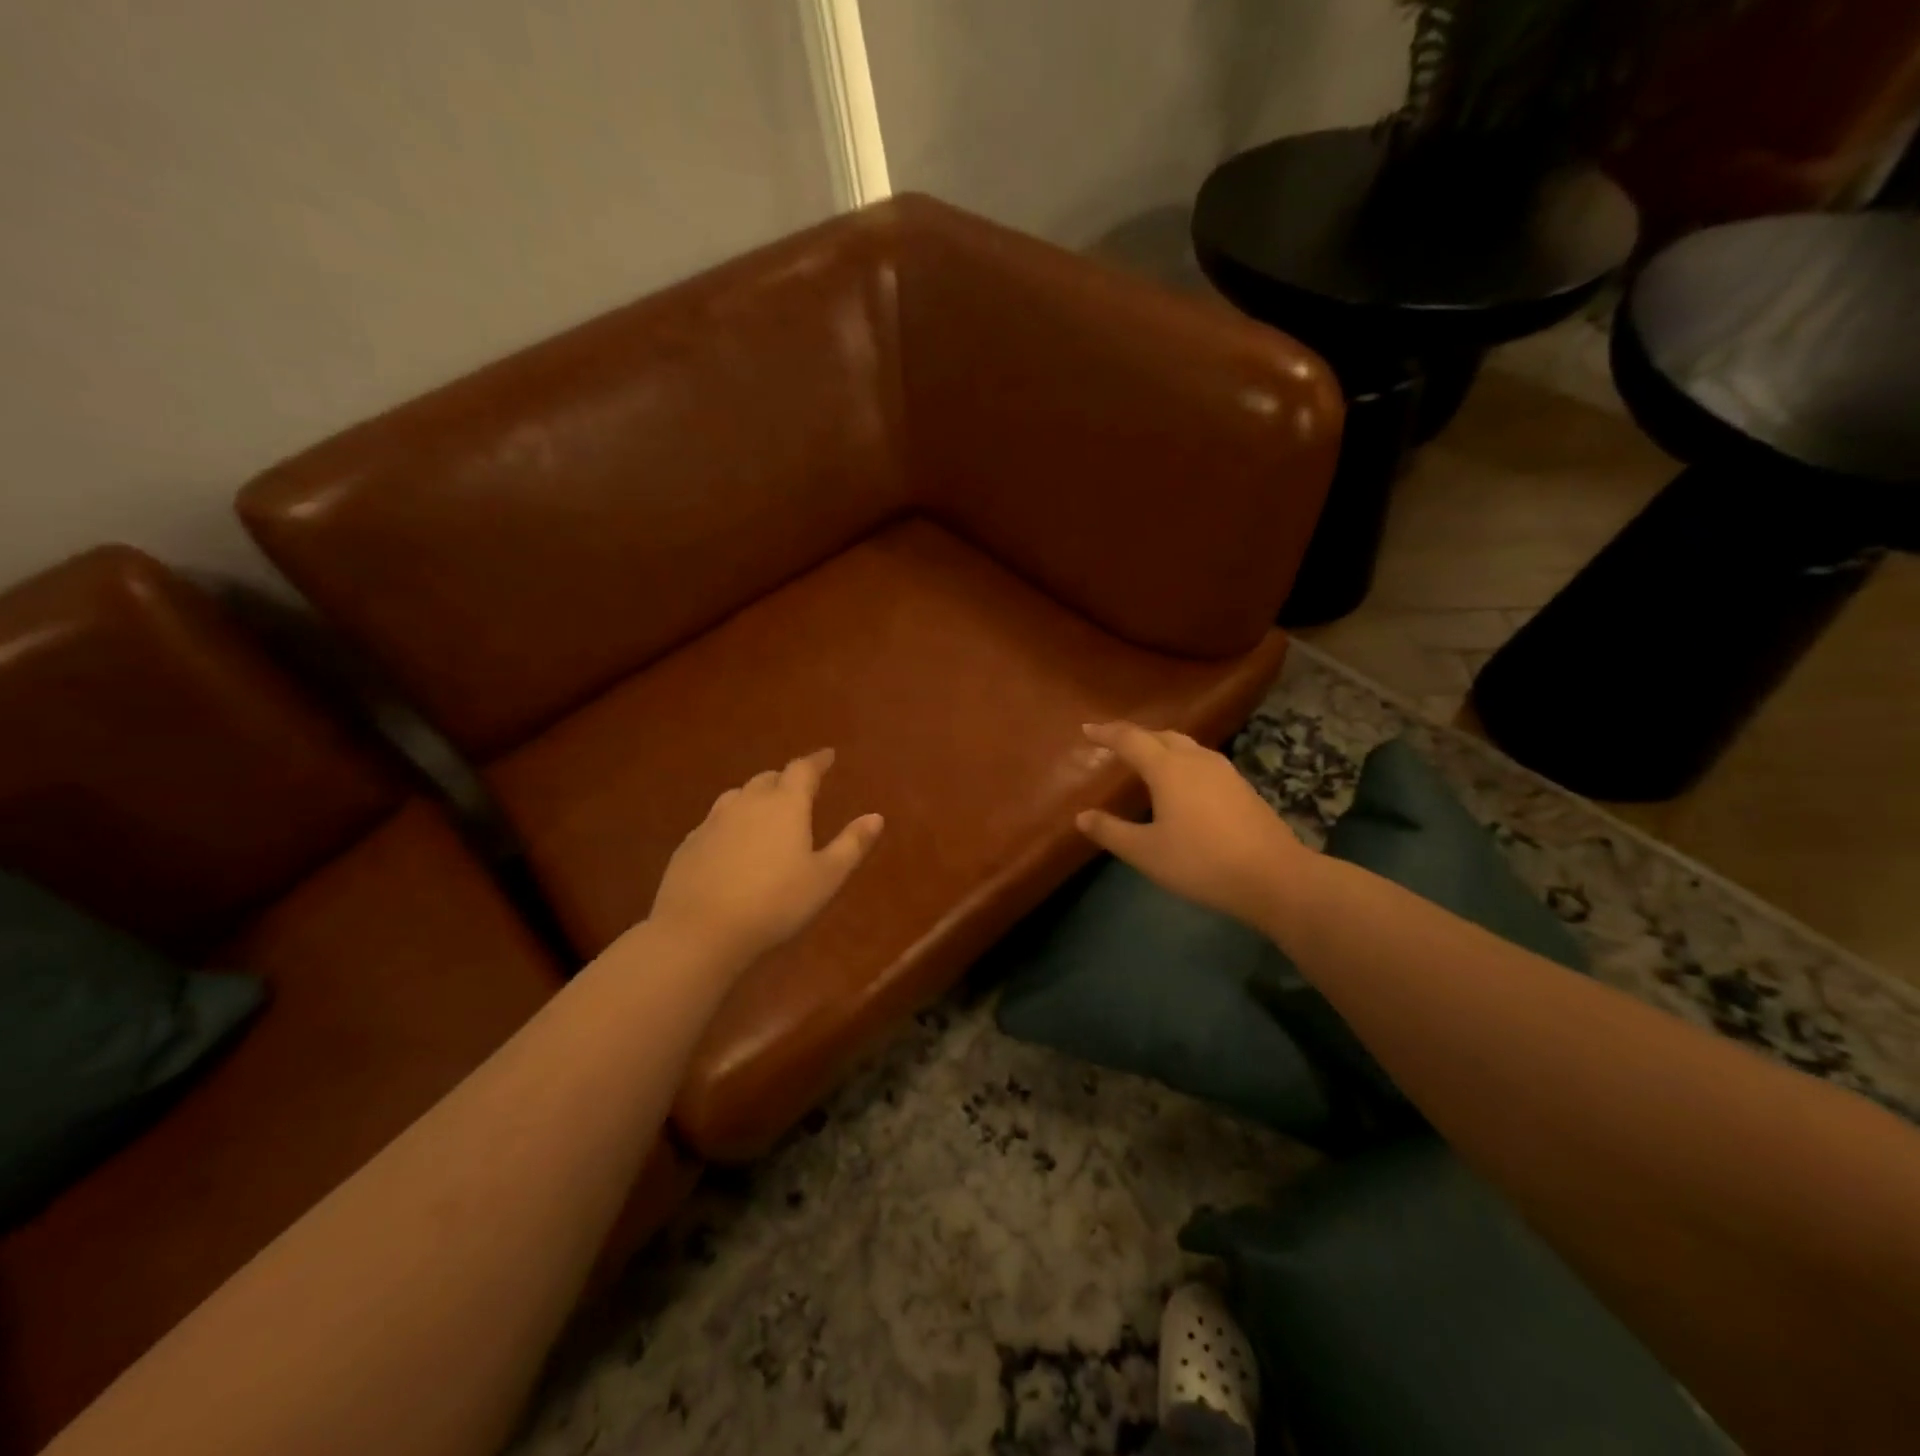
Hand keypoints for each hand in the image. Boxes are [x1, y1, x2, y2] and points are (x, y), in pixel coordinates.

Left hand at [649, 749, 882, 963]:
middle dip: (786, 779)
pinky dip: (731, 823)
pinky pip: (715, 821)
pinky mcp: (689, 843)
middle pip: (768, 779)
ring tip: (766, 812)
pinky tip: (732, 844)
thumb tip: (876, 816)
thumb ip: (851, 844)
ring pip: (738, 796)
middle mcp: (748, 802)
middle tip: (799, 789)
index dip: (817, 761)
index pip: (803, 769)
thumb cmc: (775, 902)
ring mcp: (713, 821)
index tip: (828, 755)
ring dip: (756, 798)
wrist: (699, 930)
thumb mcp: (825, 877)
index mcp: (785, 804)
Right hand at [1075, 722, 1308, 929]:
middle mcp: (1196, 759)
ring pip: (1185, 746)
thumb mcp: (1146, 852)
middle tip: (1114, 744)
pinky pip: (1202, 761)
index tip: (1087, 729)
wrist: (1275, 877)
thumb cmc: (1201, 862)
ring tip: (1146, 760)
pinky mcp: (1242, 787)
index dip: (1106, 733)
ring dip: (1161, 747)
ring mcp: (1224, 771)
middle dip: (1135, 736)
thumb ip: (1111, 831)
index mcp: (1168, 768)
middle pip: (1161, 736)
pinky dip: (1181, 762)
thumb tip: (1082, 816)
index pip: (1130, 739)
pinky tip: (1182, 784)